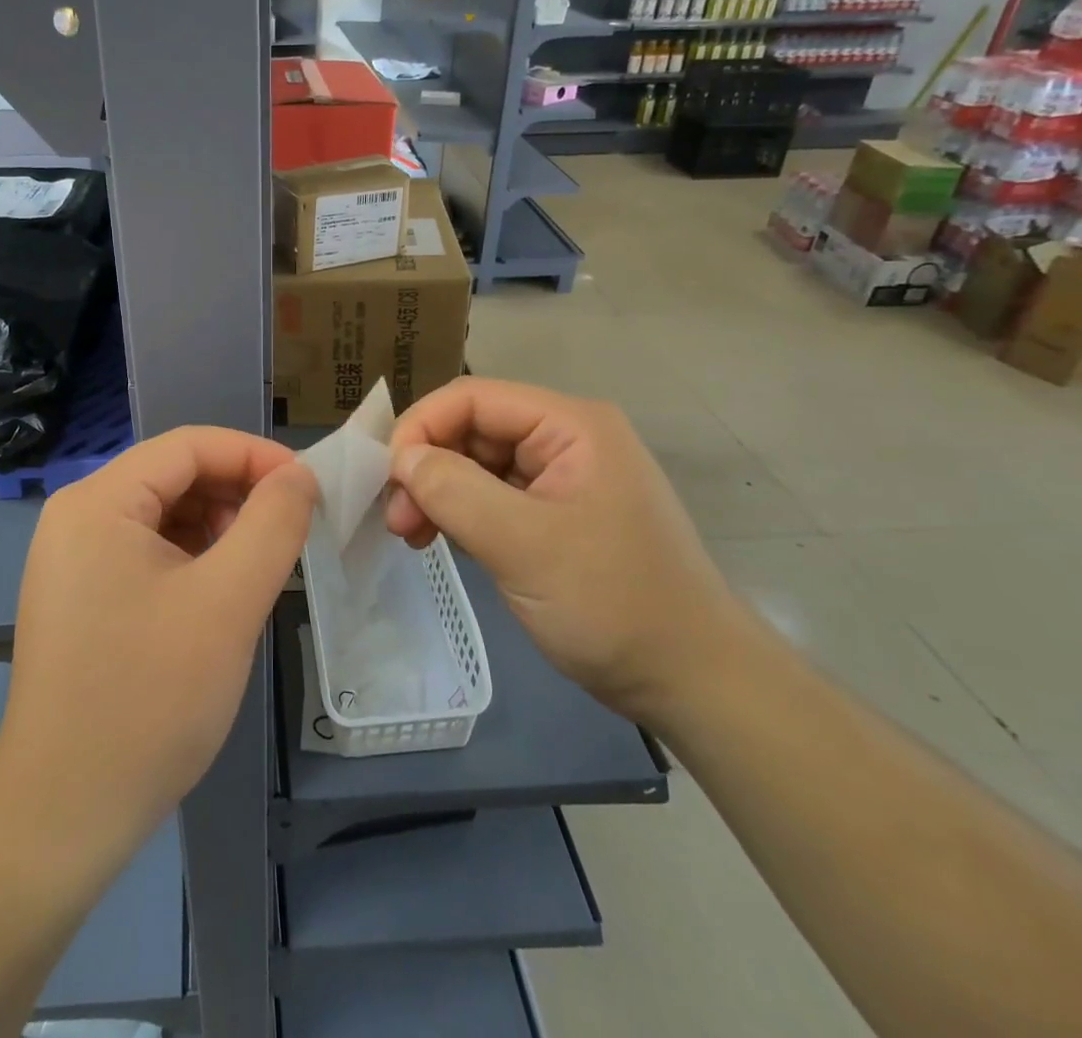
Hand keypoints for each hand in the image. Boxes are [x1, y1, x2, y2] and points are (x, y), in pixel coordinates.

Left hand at [0, 427, 316, 871]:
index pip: (188, 446)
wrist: (65, 815)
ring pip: (164, 515)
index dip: (254, 456)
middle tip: (291, 532)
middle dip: (237, 494)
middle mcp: (77, 517)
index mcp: (98, 502)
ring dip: (218, 528)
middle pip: (173, 476)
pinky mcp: (81, 595)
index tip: (308, 486)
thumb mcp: (228, 602)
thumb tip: (300, 476)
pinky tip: (222, 593)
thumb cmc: (150, 699)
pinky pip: (147, 552)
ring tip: (260, 567)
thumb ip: (273, 524)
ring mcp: (73, 559)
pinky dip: (193, 559)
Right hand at [386, 377, 749, 724]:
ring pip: (476, 464)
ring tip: (412, 535)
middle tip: (397, 519)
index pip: (472, 398)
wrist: (694, 683)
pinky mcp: (555, 514)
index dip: (421, 428)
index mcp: (569, 425)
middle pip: (472, 429)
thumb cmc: (614, 604)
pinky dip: (460, 513)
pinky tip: (439, 540)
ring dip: (438, 493)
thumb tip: (400, 459)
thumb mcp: (525, 545)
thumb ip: (455, 491)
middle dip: (427, 467)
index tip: (388, 480)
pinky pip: (492, 496)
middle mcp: (565, 439)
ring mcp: (561, 477)